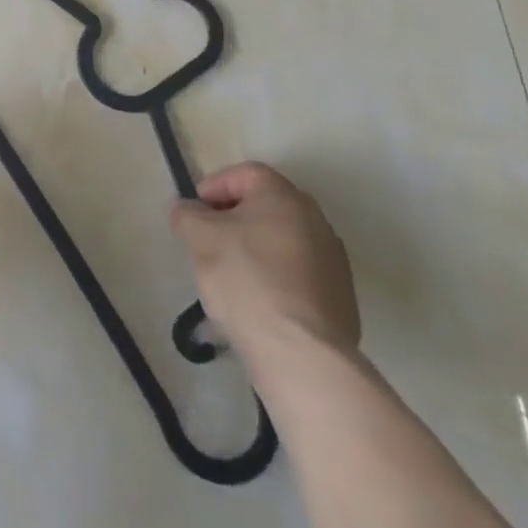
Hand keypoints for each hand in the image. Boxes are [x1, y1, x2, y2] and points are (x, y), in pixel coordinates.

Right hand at [169, 162, 359, 388]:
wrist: (301, 354)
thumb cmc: (246, 279)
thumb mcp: (198, 237)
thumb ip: (186, 214)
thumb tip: (186, 209)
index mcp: (283, 196)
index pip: (244, 174)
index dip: (214, 187)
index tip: (195, 212)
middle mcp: (316, 219)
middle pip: (266, 207)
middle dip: (234, 219)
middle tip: (209, 241)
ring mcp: (334, 261)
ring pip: (283, 242)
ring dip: (256, 250)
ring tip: (232, 278)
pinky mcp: (341, 300)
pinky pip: (299, 276)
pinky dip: (277, 280)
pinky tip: (259, 304)